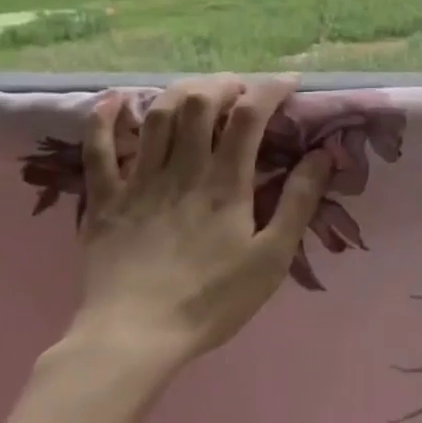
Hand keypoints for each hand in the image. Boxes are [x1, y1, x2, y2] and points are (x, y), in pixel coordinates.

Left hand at [67, 77, 331, 374]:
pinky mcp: (104, 200)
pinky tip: (114, 100)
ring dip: (180, 91)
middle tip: (242, 90)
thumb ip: (299, 201)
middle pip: (199, 102)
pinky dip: (104, 119)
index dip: (270, 89)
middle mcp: (182, 169)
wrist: (132, 338)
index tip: (291, 84)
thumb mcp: (273, 257)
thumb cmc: (212, 300)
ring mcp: (138, 181)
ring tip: (199, 91)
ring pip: (156, 115)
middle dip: (225, 84)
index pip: (249, 115)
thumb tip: (322, 154)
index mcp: (226, 182)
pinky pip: (98, 149)